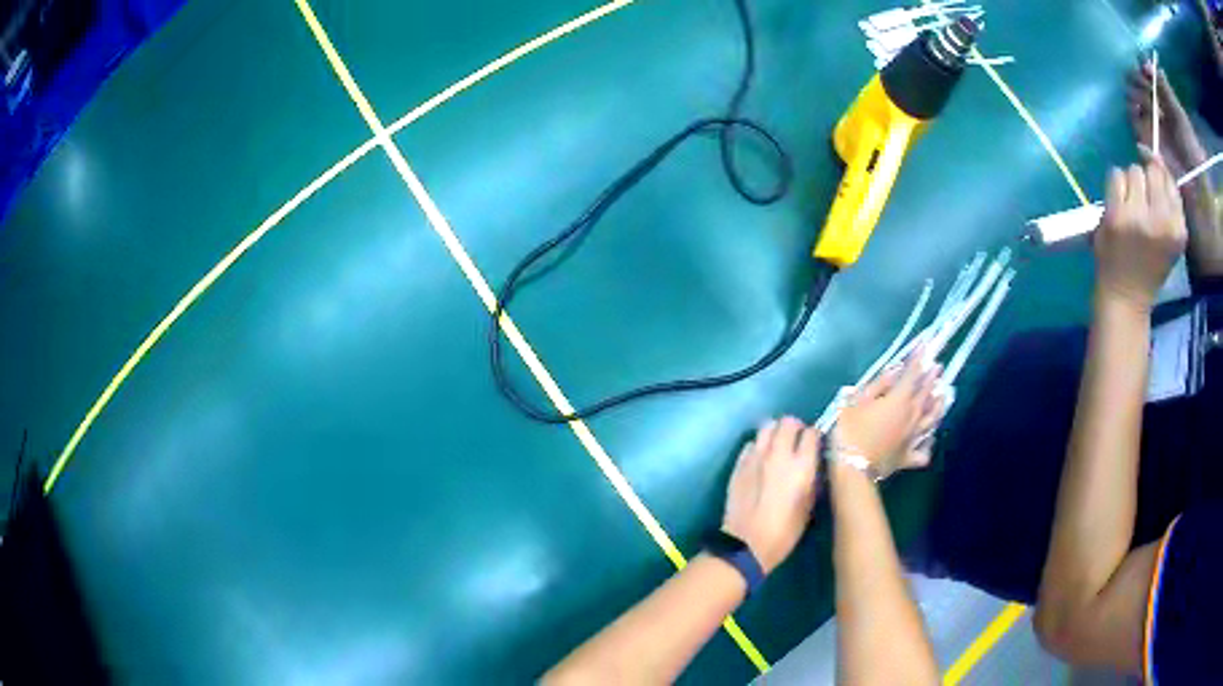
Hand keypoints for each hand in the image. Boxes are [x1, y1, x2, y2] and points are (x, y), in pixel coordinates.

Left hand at [721, 417, 820, 573]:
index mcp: (801, 466)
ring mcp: (756, 457)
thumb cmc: (784, 532)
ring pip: (767, 427)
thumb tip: (813, 466)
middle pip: (788, 422)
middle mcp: (779, 455)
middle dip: (795, 428)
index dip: (814, 437)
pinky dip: (758, 446)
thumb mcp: (808, 507)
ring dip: (775, 432)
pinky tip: (760, 460)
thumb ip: (812, 480)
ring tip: (778, 446)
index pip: (812, 433)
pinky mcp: (739, 464)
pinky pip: (751, 444)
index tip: (814, 445)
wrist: (746, 544)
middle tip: (796, 441)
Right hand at [835, 352, 943, 478]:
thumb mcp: (858, 400)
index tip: (925, 345)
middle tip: (939, 367)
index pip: (913, 374)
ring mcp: (913, 438)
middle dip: (933, 378)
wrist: (852, 468)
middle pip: (926, 394)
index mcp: (900, 400)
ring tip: (943, 397)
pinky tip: (929, 440)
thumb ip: (880, 384)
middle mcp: (912, 416)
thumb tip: (896, 370)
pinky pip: (924, 451)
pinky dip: (928, 444)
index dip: (919, 358)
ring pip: (931, 420)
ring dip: (938, 406)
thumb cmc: (851, 431)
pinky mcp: (908, 458)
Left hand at [1095, 161, 1187, 309]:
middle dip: (1145, 181)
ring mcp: (1139, 218)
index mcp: (1178, 229)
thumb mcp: (1170, 234)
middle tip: (1141, 206)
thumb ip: (1168, 196)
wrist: (1126, 297)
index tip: (1152, 185)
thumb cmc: (1151, 263)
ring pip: (1133, 170)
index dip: (1159, 173)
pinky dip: (1115, 186)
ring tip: (1130, 210)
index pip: (1169, 179)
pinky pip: (1115, 174)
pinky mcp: (1117, 215)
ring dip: (1129, 184)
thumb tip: (1154, 153)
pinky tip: (1117, 208)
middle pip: (1151, 171)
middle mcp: (1162, 222)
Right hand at [1127, 62, 1206, 179]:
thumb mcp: (1178, 111)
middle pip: (1136, 81)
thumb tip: (1145, 61)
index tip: (1144, 69)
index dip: (1142, 68)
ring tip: (1142, 103)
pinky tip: (1137, 114)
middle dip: (1136, 79)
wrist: (1193, 181)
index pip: (1145, 73)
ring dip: (1135, 96)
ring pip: (1131, 97)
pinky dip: (1132, 114)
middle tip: (1143, 85)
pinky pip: (1132, 120)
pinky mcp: (1144, 139)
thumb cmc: (1189, 145)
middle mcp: (1154, 105)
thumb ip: (1163, 86)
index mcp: (1162, 97)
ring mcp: (1149, 122)